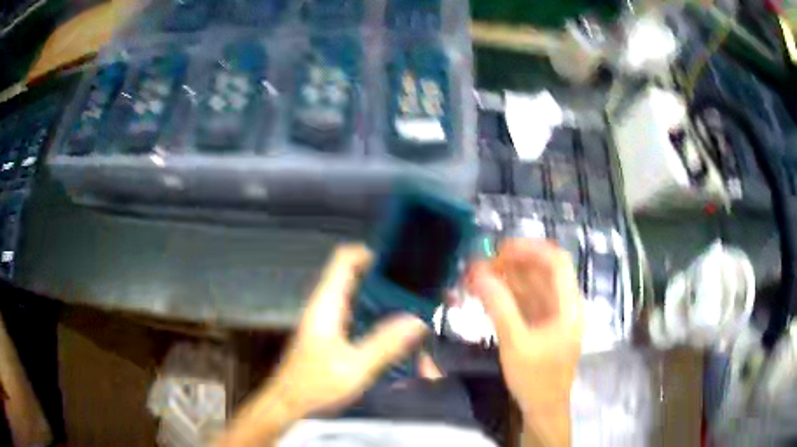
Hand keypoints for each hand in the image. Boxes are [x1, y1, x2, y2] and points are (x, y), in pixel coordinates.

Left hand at [218, 244, 427, 446]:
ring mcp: (327, 321)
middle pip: (355, 277)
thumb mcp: (355, 367)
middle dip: (385, 278)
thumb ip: (385, 343)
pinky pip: (357, 316)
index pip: (344, 259)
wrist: (289, 404)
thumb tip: (416, 320)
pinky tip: (395, 334)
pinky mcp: (331, 336)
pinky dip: (376, 318)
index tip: (399, 259)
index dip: (369, 252)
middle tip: (417, 286)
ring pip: (357, 298)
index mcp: (327, 304)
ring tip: (413, 308)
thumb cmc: (315, 384)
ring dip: (382, 300)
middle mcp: (326, 306)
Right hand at [467, 239, 582, 445]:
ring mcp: (552, 315)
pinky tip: (486, 293)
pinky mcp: (540, 325)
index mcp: (569, 305)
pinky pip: (524, 301)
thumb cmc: (536, 378)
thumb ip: (499, 307)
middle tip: (482, 264)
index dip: (530, 249)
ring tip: (478, 275)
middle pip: (542, 271)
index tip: (500, 249)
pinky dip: (507, 295)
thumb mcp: (516, 343)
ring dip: (507, 278)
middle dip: (513, 263)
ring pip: (531, 286)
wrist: (542, 409)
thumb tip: (478, 274)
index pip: (556, 261)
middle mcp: (564, 305)